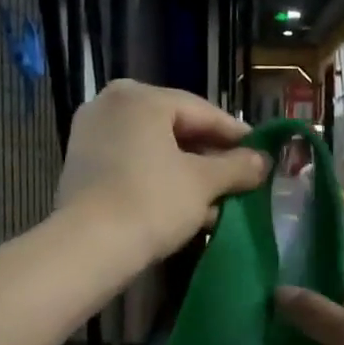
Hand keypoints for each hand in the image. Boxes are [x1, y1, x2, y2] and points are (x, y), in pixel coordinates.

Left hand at [53, 79, 269, 263]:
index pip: (202, 111)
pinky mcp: (81, 167)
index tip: (262, 153)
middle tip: (240, 178)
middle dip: (210, 157)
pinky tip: (184, 207)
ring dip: (187, 173)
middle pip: (176, 128)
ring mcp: (90, 135)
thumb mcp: (204, 183)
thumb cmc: (152, 202)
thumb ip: (238, 166)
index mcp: (140, 97)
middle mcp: (110, 105)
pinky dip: (159, 180)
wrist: (88, 247)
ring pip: (154, 150)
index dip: (236, 135)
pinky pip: (132, 165)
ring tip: (217, 200)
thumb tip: (263, 160)